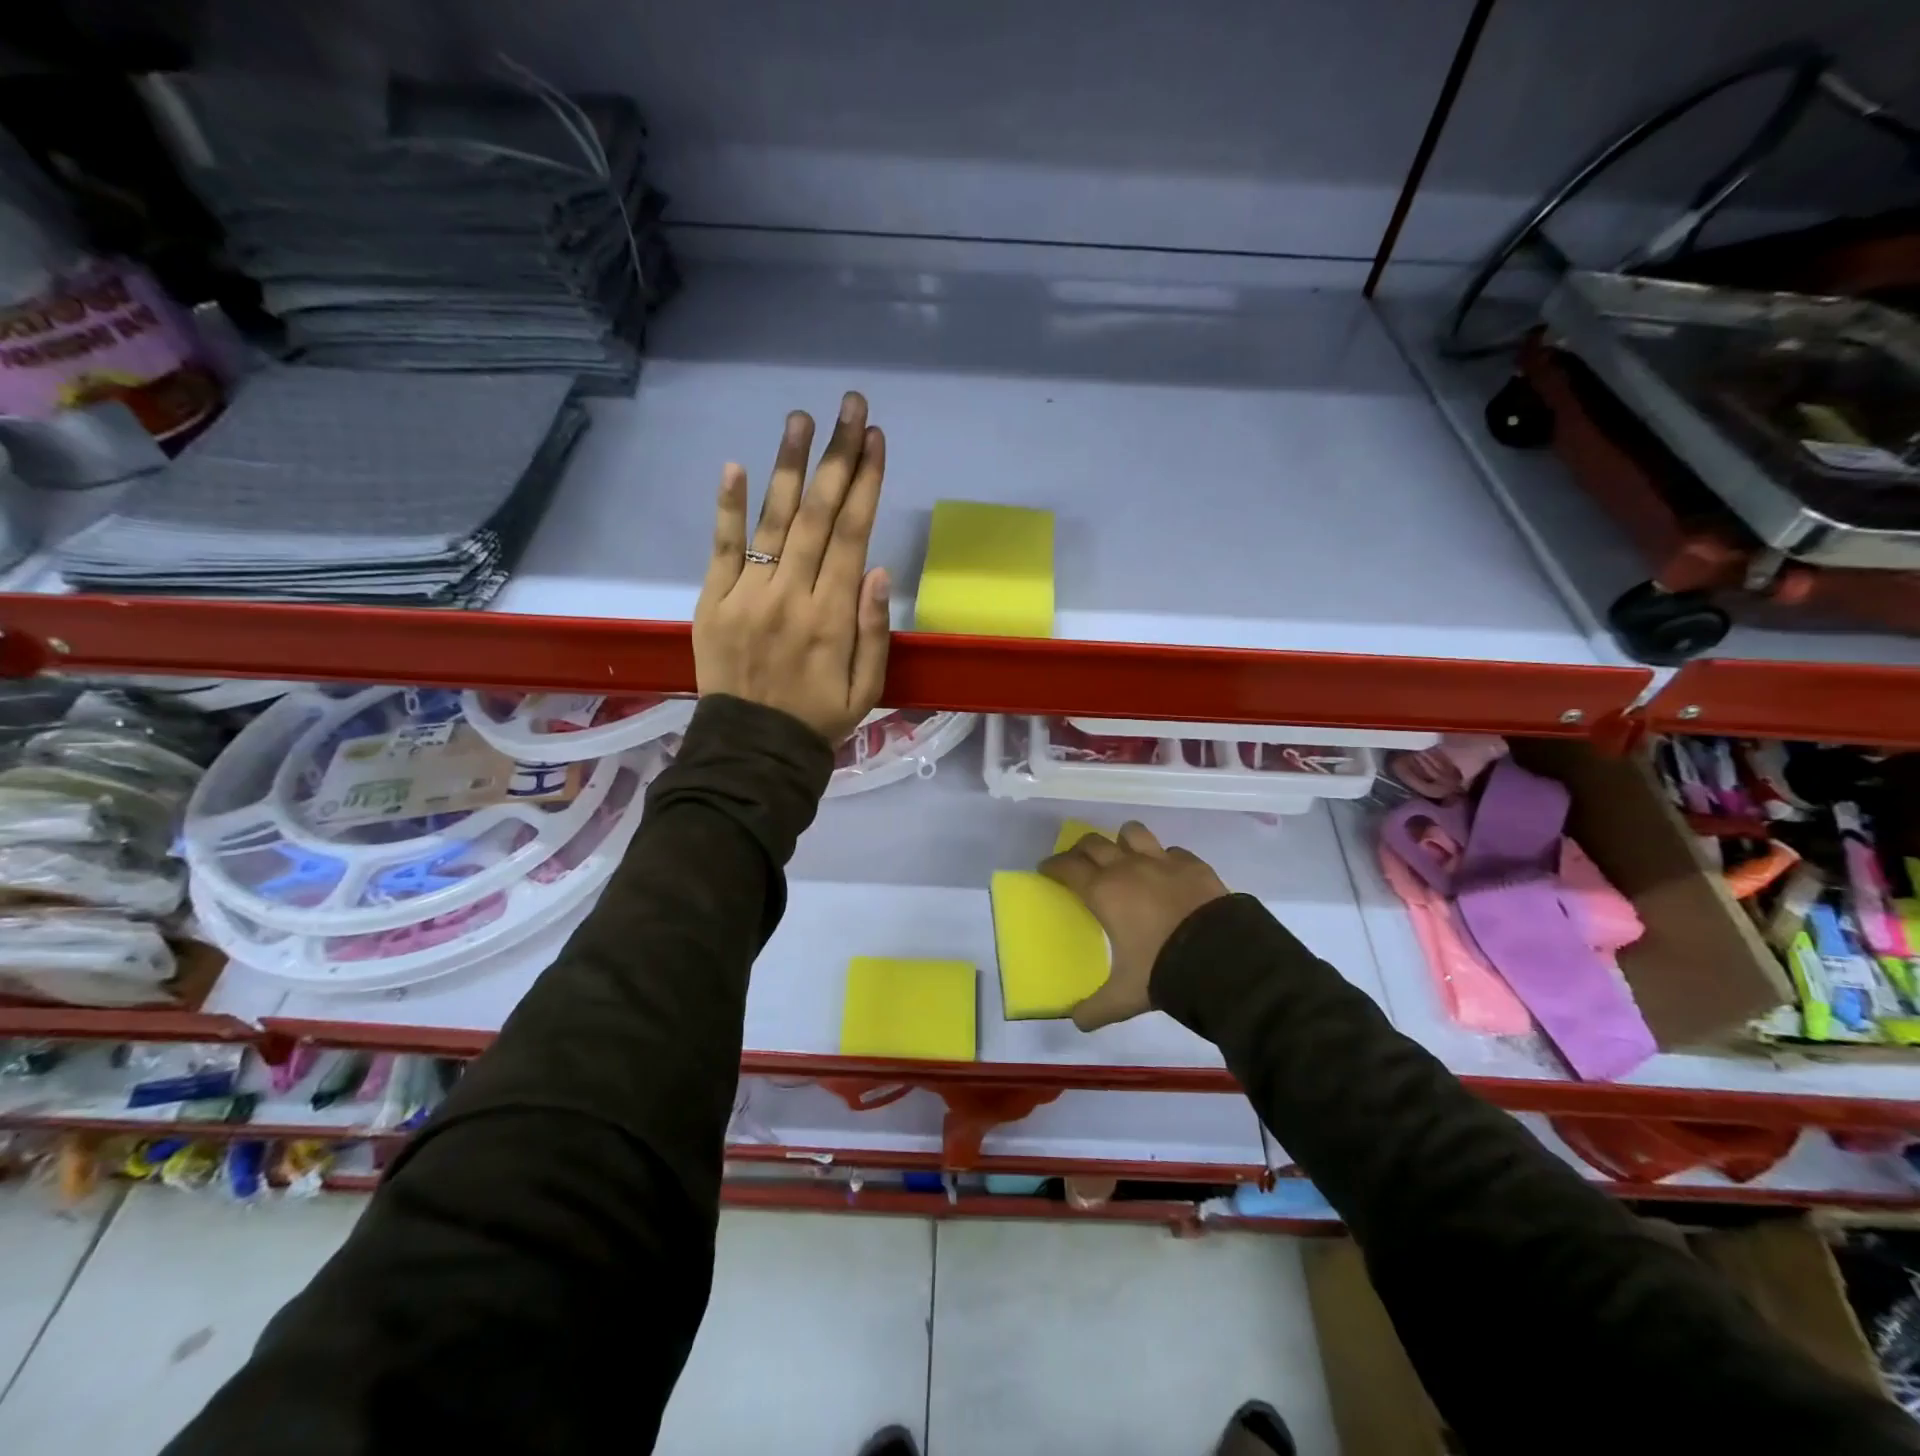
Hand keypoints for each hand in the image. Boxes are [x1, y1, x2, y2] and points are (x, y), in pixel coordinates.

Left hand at [694, 391, 890, 742]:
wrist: (753, 751)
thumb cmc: (818, 719)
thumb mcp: (867, 689)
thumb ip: (874, 631)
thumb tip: (878, 569)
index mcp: (833, 617)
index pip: (853, 535)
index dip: (866, 483)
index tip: (875, 438)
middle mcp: (791, 596)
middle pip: (818, 515)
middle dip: (837, 457)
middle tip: (849, 406)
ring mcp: (747, 596)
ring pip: (773, 521)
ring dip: (788, 466)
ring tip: (801, 418)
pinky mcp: (712, 602)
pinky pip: (722, 549)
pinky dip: (728, 508)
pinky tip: (735, 466)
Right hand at [1040, 822, 1229, 1031]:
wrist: (1221, 957)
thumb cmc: (1162, 970)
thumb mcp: (1124, 996)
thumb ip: (1096, 1008)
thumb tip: (1077, 1022)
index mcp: (1103, 892)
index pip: (1067, 867)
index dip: (1053, 866)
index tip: (1046, 869)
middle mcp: (1127, 867)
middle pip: (1094, 842)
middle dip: (1080, 850)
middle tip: (1078, 863)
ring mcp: (1162, 860)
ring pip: (1132, 832)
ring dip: (1122, 841)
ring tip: (1123, 855)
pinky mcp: (1192, 863)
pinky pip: (1172, 850)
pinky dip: (1164, 857)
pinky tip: (1167, 872)